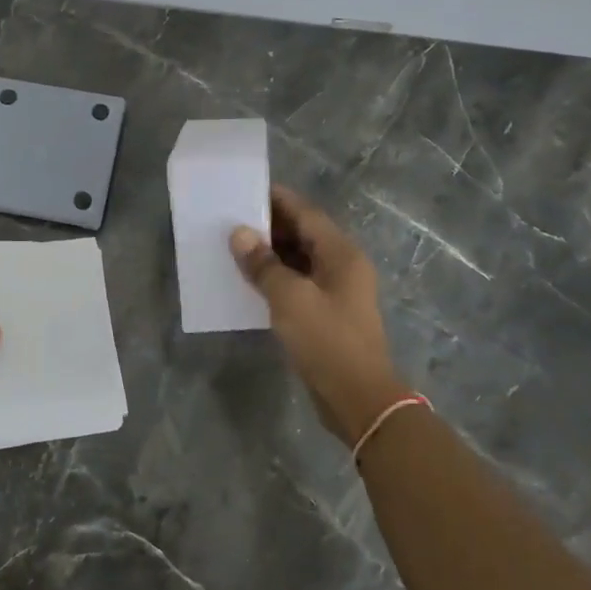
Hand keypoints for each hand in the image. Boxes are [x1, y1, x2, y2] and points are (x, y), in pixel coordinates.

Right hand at [231, 187, 404, 444]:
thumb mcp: (290, 299)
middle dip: (270, 227)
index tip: (246, 190)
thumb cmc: (327, 341)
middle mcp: (343, 267)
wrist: (358, 398)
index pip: (306, 214)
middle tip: (232, 220)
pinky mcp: (328, 315)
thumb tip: (240, 234)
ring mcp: (337, 292)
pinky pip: (299, 284)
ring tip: (235, 248)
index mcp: (341, 254)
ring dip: (271, 254)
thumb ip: (263, 265)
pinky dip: (277, 278)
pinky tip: (251, 282)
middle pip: (304, 235)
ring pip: (300, 260)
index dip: (278, 200)